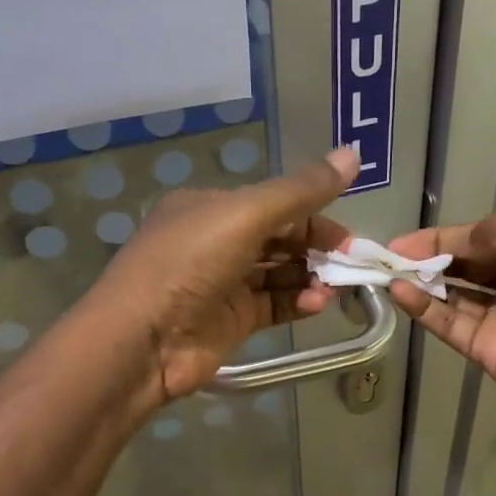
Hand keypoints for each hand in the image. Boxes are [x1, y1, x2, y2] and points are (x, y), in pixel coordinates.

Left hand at [86, 148, 358, 404]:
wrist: (141, 341)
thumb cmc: (188, 265)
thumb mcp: (245, 215)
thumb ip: (301, 191)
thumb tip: (354, 153)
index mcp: (211, 207)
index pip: (275, 203)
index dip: (315, 214)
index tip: (349, 235)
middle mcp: (216, 241)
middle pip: (280, 238)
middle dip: (317, 248)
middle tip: (352, 264)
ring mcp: (224, 284)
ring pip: (279, 273)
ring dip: (310, 277)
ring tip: (336, 288)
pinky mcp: (231, 321)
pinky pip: (273, 305)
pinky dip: (297, 303)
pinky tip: (317, 304)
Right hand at [388, 209, 495, 464]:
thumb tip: (462, 241)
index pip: (487, 234)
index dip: (448, 234)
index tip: (406, 237)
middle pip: (467, 261)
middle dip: (428, 254)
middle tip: (385, 254)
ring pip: (453, 292)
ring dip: (420, 279)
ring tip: (383, 271)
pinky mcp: (487, 352)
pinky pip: (449, 324)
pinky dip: (424, 309)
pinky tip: (400, 294)